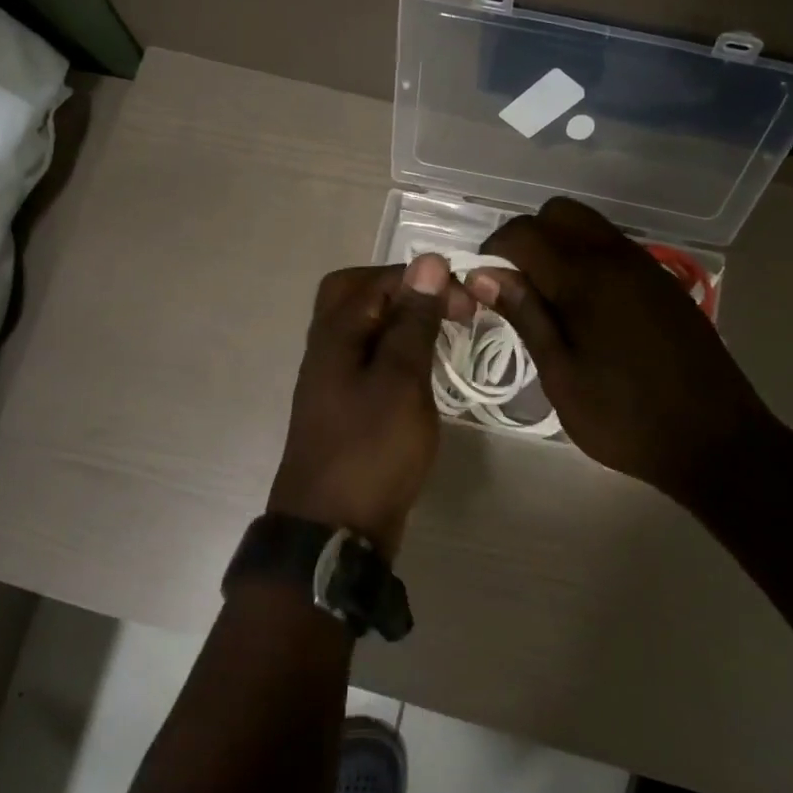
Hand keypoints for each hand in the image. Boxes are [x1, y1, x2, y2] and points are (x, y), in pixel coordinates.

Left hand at [269, 255, 473, 558]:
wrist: (334, 531)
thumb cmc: (371, 450)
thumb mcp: (401, 380)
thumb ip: (413, 321)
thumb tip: (426, 261)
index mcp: (335, 333)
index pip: (378, 279)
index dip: (423, 280)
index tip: (466, 302)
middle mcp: (326, 348)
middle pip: (355, 294)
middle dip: (402, 291)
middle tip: (444, 307)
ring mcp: (332, 379)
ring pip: (363, 328)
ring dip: (401, 322)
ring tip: (442, 335)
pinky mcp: (345, 408)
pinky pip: (369, 360)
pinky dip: (396, 354)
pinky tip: (422, 372)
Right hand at [470, 198, 780, 503]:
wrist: (717, 441)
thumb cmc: (626, 417)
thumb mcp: (561, 375)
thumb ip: (525, 314)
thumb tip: (484, 274)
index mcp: (586, 277)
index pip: (524, 232)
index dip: (493, 250)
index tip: (481, 285)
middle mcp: (616, 256)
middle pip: (559, 213)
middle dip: (527, 238)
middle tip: (515, 286)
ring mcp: (646, 266)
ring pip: (589, 226)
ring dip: (558, 246)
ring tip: (548, 299)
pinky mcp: (664, 283)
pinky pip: (614, 248)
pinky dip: (587, 258)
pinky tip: (586, 309)